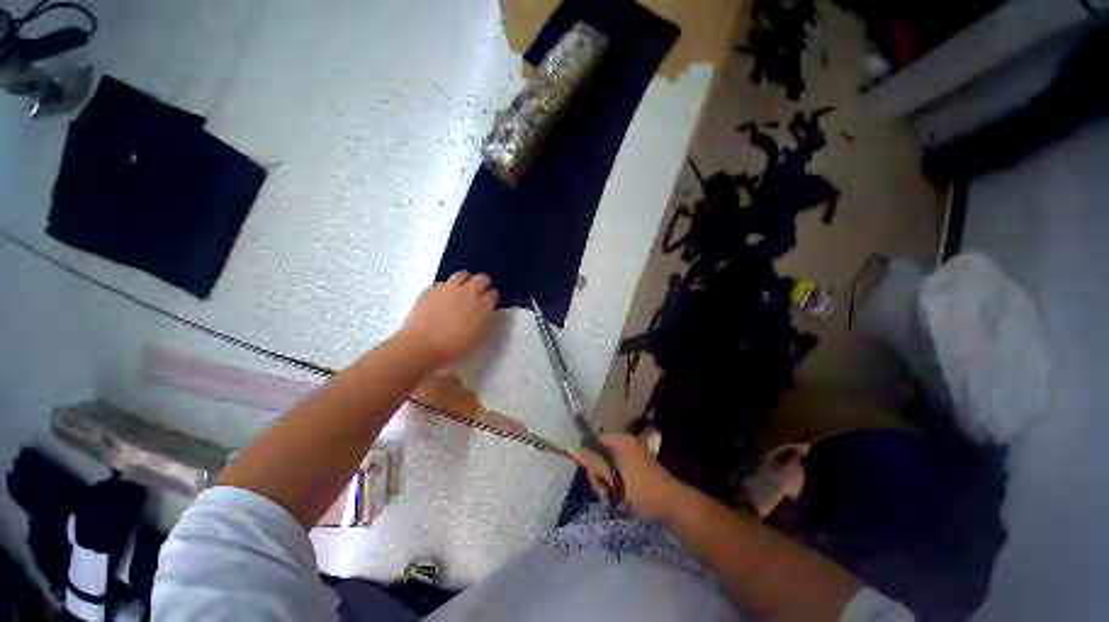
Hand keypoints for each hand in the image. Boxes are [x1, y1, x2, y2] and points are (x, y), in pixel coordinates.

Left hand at [399, 271, 498, 368]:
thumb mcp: (478, 337)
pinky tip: (442, 299)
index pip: (493, 294)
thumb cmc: (453, 348)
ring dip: (465, 281)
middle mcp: (469, 292)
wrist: (422, 346)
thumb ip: (484, 319)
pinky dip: (446, 288)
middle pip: (482, 278)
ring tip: (460, 293)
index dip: (491, 299)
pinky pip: (444, 282)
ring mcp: (450, 288)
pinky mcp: (432, 289)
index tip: (488, 305)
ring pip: (463, 274)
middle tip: (478, 295)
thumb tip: (484, 311)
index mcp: (483, 306)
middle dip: (482, 284)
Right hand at [573, 433, 684, 519]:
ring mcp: (632, 456)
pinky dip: (614, 484)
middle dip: (597, 473)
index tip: (591, 475)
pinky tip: (617, 496)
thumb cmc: (639, 485)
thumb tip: (571, 448)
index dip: (589, 456)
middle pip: (601, 454)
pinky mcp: (636, 469)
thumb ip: (591, 461)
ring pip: (608, 466)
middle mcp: (626, 444)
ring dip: (605, 481)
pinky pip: (617, 472)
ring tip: (610, 497)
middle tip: (602, 491)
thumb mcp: (612, 474)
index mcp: (621, 440)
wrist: (670, 504)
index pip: (596, 440)